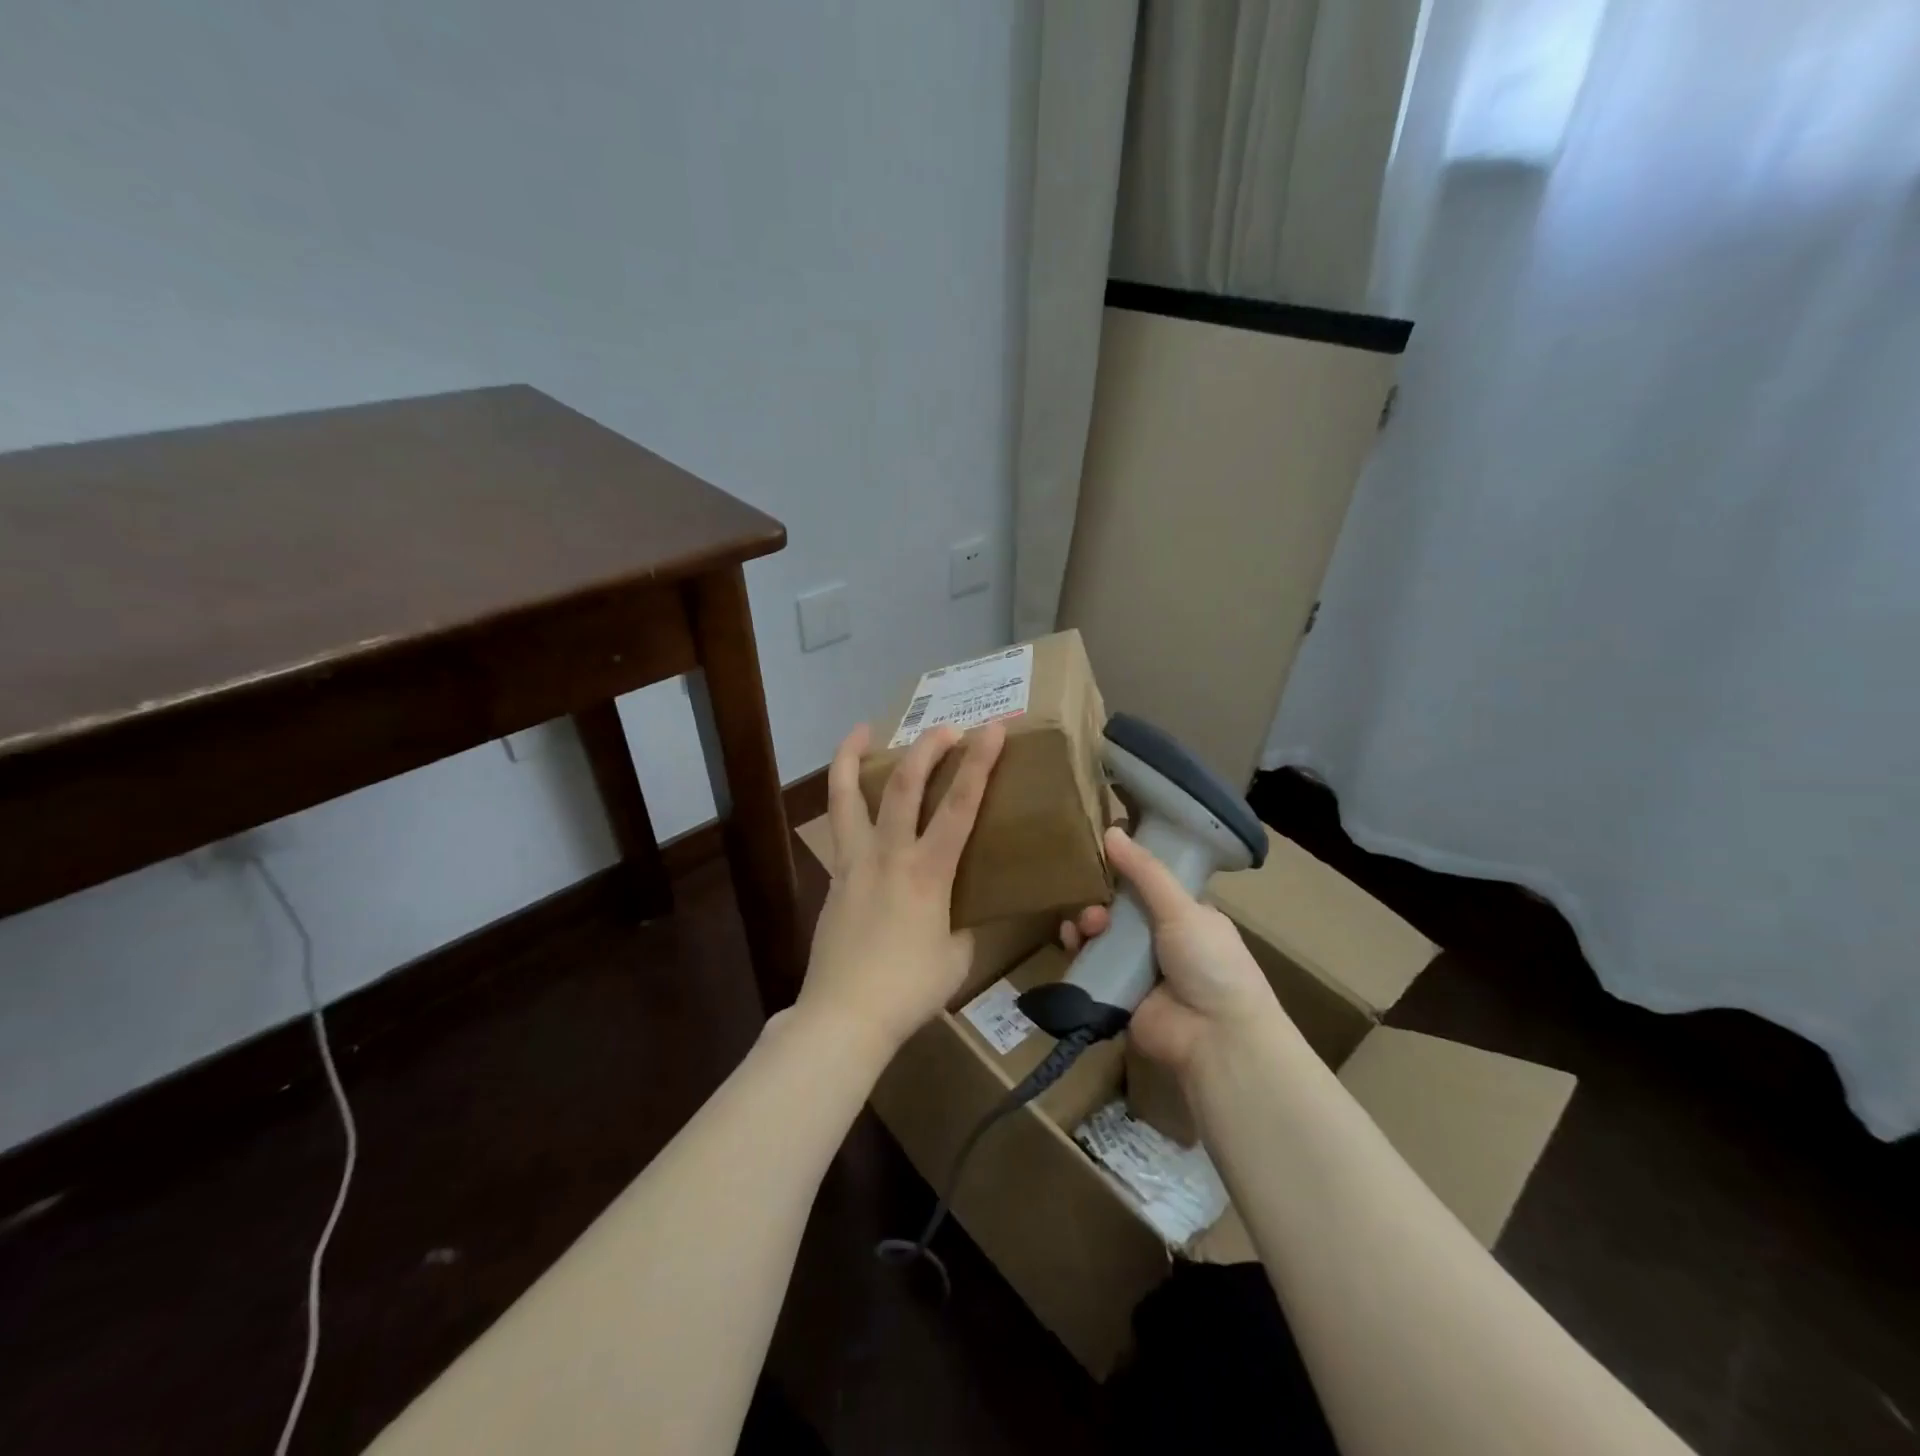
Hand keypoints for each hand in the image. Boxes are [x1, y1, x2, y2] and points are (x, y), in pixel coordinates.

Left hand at [795, 718, 1006, 1059]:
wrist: (844, 1015)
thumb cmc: (910, 989)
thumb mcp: (957, 956)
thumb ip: (963, 921)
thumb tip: (962, 906)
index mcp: (928, 872)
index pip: (960, 805)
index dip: (979, 763)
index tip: (992, 729)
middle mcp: (889, 855)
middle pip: (904, 785)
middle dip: (927, 748)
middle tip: (944, 728)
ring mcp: (854, 862)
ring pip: (847, 796)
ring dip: (853, 757)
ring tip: (859, 730)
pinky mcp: (834, 877)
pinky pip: (839, 828)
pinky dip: (845, 800)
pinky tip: (852, 801)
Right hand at [1060, 826, 1286, 1081]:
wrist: (1216, 1038)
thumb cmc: (1210, 964)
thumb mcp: (1182, 909)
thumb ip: (1145, 872)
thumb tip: (1112, 830)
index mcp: (1189, 918)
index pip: (1153, 886)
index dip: (1128, 871)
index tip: (1102, 855)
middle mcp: (1165, 942)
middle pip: (1122, 911)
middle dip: (1103, 903)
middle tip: (1096, 908)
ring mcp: (1141, 971)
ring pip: (1104, 938)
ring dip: (1089, 926)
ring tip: (1086, 928)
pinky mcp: (1119, 996)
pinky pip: (1092, 968)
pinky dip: (1079, 953)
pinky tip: (1071, 942)